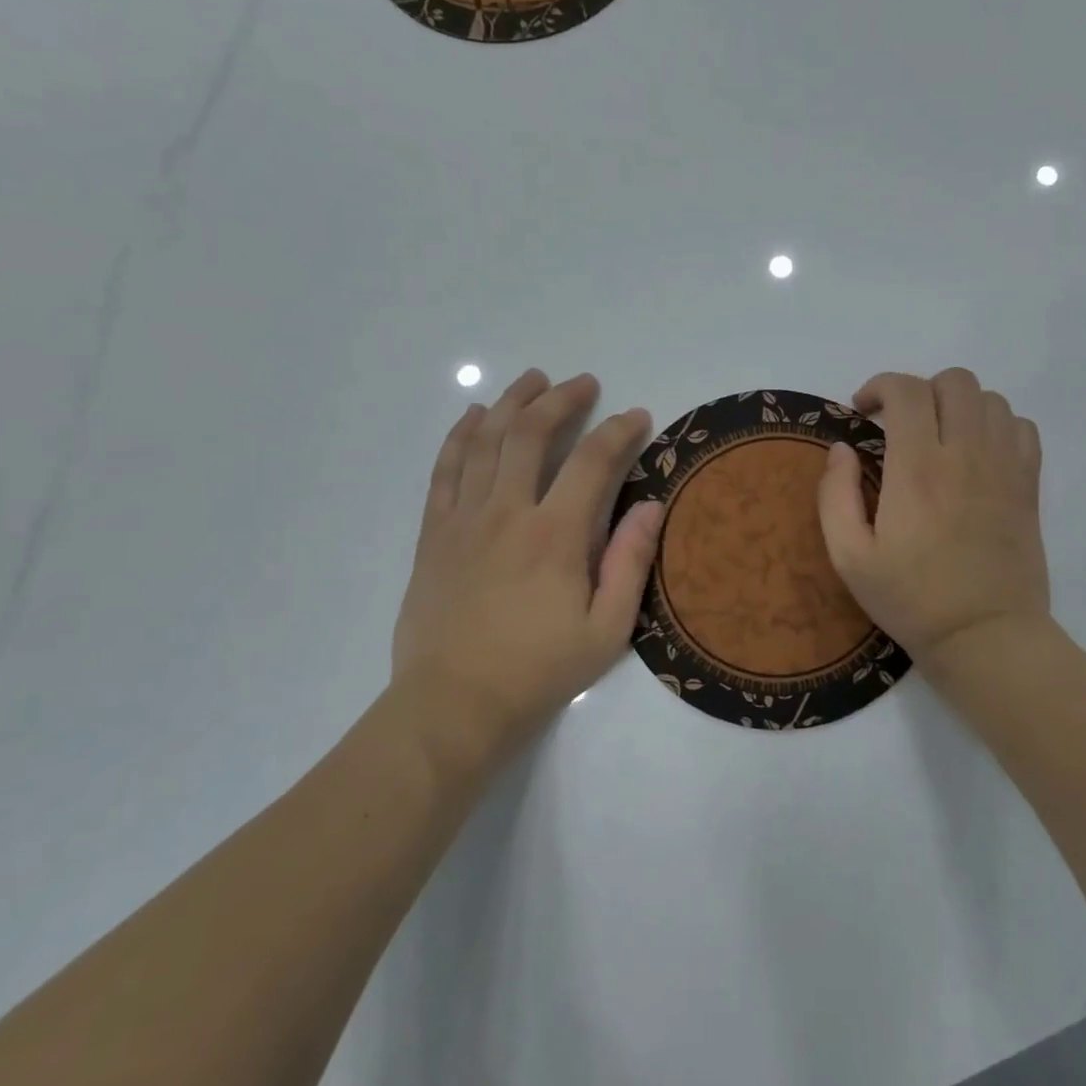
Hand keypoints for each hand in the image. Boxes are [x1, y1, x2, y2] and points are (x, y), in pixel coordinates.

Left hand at [388, 369, 664, 768]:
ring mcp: (463, 519)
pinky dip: (460, 436)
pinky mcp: (433, 533)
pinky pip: (445, 469)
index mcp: (556, 535)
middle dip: (561, 399)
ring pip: (485, 441)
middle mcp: (507, 512)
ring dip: (510, 403)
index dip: (619, 431)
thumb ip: (630, 563)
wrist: (453, 704)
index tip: (637, 416)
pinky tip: (474, 417)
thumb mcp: (606, 630)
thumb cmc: (539, 671)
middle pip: (532, 434)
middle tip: (583, 383)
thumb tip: (652, 506)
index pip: (593, 461)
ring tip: (532, 380)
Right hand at [817, 368, 1049, 674]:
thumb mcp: (849, 557)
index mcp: (917, 470)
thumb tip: (842, 449)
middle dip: (919, 390)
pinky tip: (977, 452)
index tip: (864, 411)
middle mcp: (965, 455)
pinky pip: (1021, 426)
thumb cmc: (910, 600)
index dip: (879, 386)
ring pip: (990, 398)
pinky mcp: (1028, 485)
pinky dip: (997, 424)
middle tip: (900, 424)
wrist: (984, 636)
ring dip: (958, 405)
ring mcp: (1004, 467)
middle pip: (953, 381)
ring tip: (939, 436)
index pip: (906, 391)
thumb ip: (835, 496)